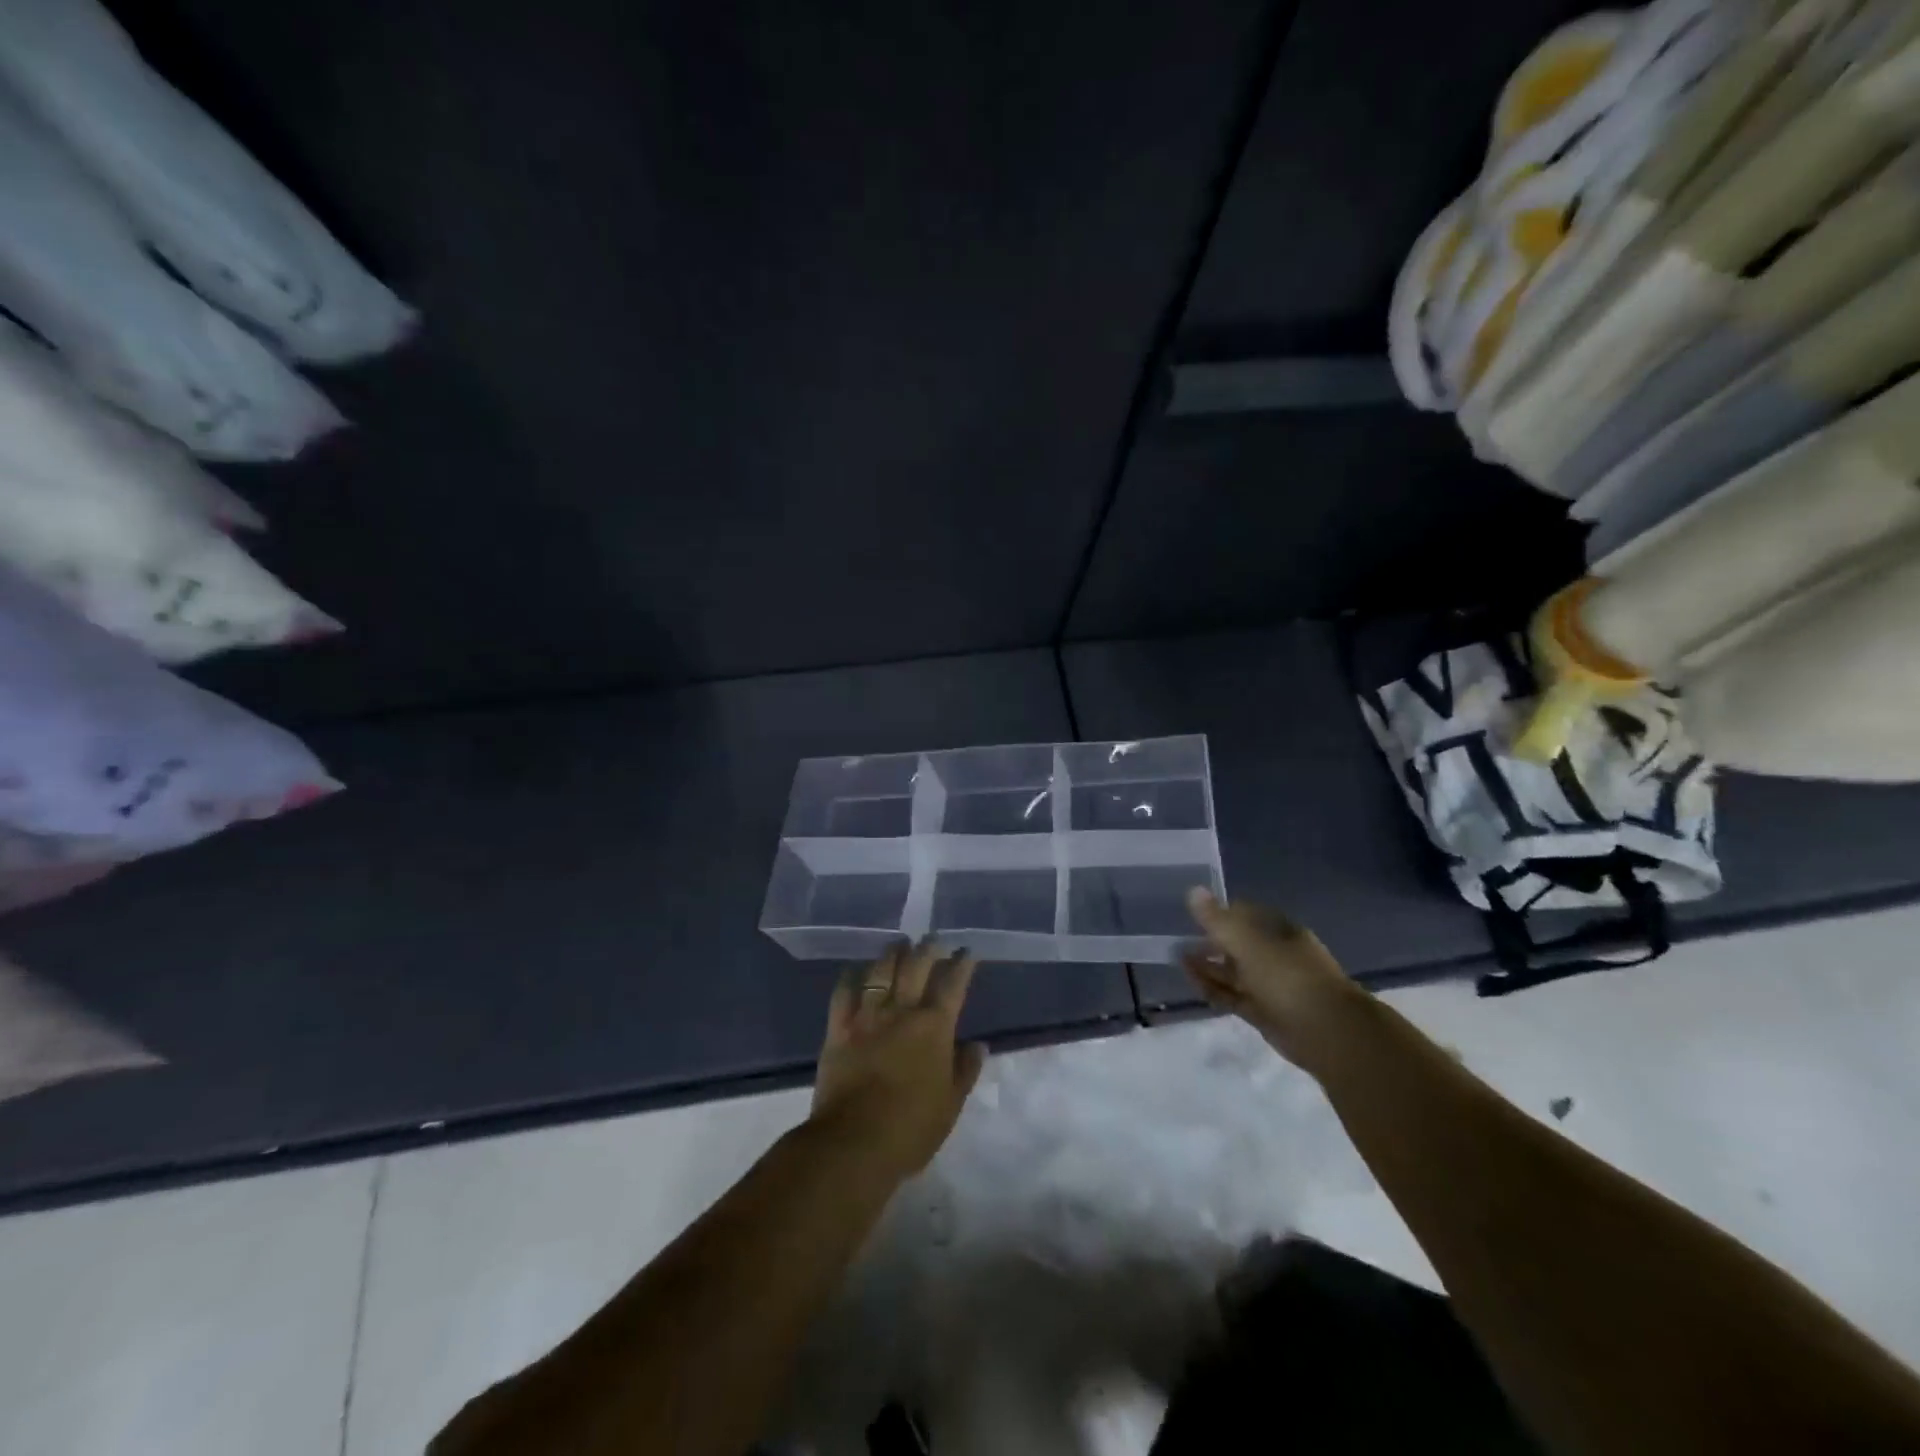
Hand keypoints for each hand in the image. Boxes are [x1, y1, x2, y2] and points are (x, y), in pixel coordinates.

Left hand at [811, 942, 985, 1179]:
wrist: (854, 1142)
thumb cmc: (911, 1128)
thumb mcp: (950, 1105)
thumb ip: (965, 1070)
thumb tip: (978, 1044)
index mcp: (934, 1028)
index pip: (953, 985)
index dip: (962, 965)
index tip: (966, 951)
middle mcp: (902, 1012)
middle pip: (916, 967)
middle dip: (927, 948)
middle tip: (932, 938)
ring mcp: (867, 1017)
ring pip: (881, 972)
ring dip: (892, 954)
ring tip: (899, 944)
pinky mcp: (838, 1028)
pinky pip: (844, 992)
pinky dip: (852, 976)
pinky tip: (857, 969)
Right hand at [1183, 888, 1364, 1070]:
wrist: (1326, 1031)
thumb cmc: (1287, 976)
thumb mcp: (1247, 941)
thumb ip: (1217, 919)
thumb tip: (1193, 891)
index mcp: (1279, 931)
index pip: (1245, 914)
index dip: (1219, 913)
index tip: (1193, 915)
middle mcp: (1276, 955)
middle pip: (1238, 944)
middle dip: (1210, 942)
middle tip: (1180, 940)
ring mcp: (1271, 985)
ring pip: (1234, 972)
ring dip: (1208, 966)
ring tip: (1179, 959)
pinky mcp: (1264, 1012)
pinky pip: (1233, 996)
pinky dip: (1213, 989)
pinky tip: (1192, 982)